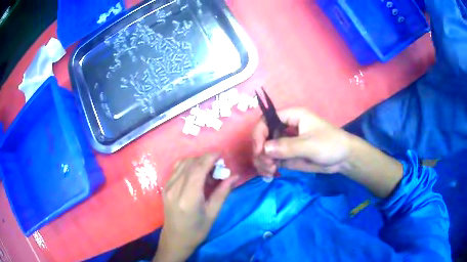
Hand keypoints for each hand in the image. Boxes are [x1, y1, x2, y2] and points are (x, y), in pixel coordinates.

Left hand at [154, 154, 237, 261]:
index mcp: (188, 198)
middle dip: (205, 158)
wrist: (175, 239)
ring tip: (209, 169)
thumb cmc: (197, 231)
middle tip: (218, 165)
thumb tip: (234, 176)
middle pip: (190, 163)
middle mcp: (175, 189)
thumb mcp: (213, 214)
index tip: (221, 155)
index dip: (210, 158)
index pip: (198, 169)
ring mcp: (167, 187)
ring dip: (197, 161)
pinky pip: (177, 169)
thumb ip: (222, 193)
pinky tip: (197, 173)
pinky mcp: (165, 187)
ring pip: (182, 163)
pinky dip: (188, 165)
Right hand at [252, 108, 351, 174]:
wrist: (343, 158)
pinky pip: (272, 159)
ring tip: (270, 172)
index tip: (259, 151)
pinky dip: (268, 167)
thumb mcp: (310, 145)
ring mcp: (285, 142)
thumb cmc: (330, 144)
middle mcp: (285, 128)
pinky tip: (270, 175)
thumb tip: (264, 150)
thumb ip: (287, 147)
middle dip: (260, 151)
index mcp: (291, 116)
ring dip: (263, 161)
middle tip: (267, 166)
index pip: (266, 120)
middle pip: (263, 136)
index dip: (259, 133)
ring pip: (265, 149)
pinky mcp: (287, 155)